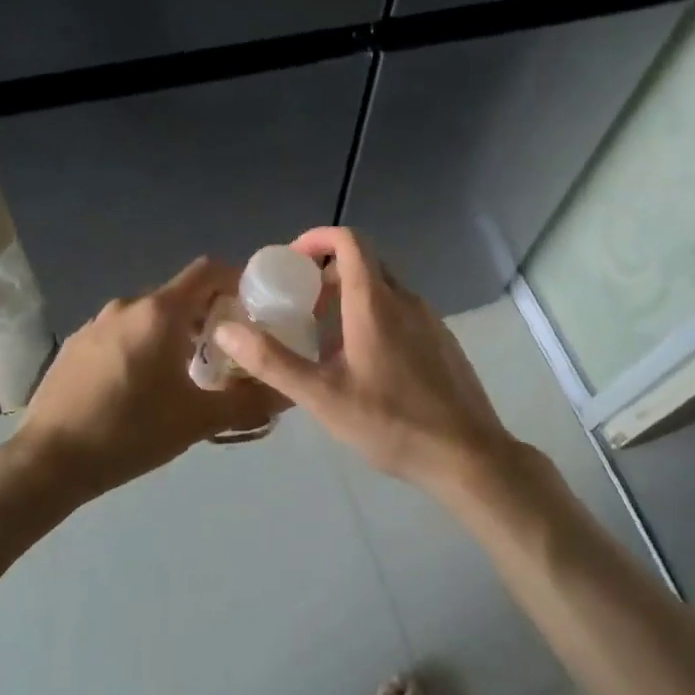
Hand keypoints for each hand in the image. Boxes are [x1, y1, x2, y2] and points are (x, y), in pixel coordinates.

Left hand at [16, 258, 285, 500]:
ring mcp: (95, 323)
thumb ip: (248, 403)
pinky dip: (142, 344)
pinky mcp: (75, 345)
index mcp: (159, 313)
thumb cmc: (130, 432)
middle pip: (179, 294)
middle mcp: (127, 306)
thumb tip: (288, 395)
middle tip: (228, 350)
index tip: (253, 306)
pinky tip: (142, 385)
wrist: (48, 462)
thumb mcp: (197, 420)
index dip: (235, 279)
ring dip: (174, 332)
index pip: (207, 270)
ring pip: (149, 315)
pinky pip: (121, 332)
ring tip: (187, 372)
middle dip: (208, 314)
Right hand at [211, 227, 521, 495]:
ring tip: (324, 339)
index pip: (349, 241)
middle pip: (365, 264)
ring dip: (351, 298)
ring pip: (384, 290)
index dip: (318, 240)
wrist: (467, 455)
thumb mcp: (322, 396)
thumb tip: (226, 329)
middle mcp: (406, 300)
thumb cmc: (391, 422)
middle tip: (300, 305)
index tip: (291, 261)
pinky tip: (363, 364)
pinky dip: (375, 318)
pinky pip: (402, 313)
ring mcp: (430, 320)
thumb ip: (272, 361)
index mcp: (375, 302)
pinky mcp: (442, 341)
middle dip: (328, 274)